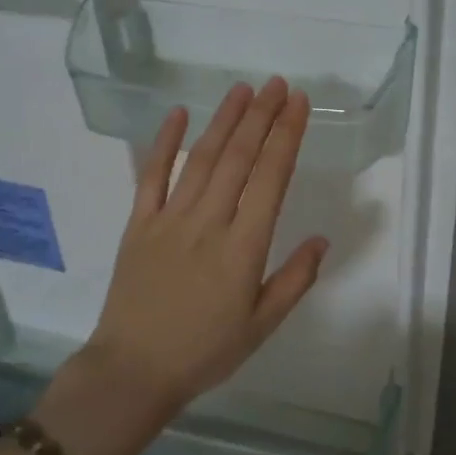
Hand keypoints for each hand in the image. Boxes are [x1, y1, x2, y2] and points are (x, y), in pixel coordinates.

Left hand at [88, 76, 327, 404]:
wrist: (133, 370)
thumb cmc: (205, 352)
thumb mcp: (262, 325)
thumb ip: (295, 280)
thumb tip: (321, 239)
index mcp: (244, 248)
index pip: (271, 178)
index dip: (287, 136)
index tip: (299, 104)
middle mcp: (209, 222)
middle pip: (239, 158)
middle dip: (261, 116)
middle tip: (278, 84)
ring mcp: (170, 220)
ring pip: (202, 159)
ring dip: (223, 120)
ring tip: (242, 89)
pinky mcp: (139, 224)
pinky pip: (151, 176)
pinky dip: (165, 143)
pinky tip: (179, 114)